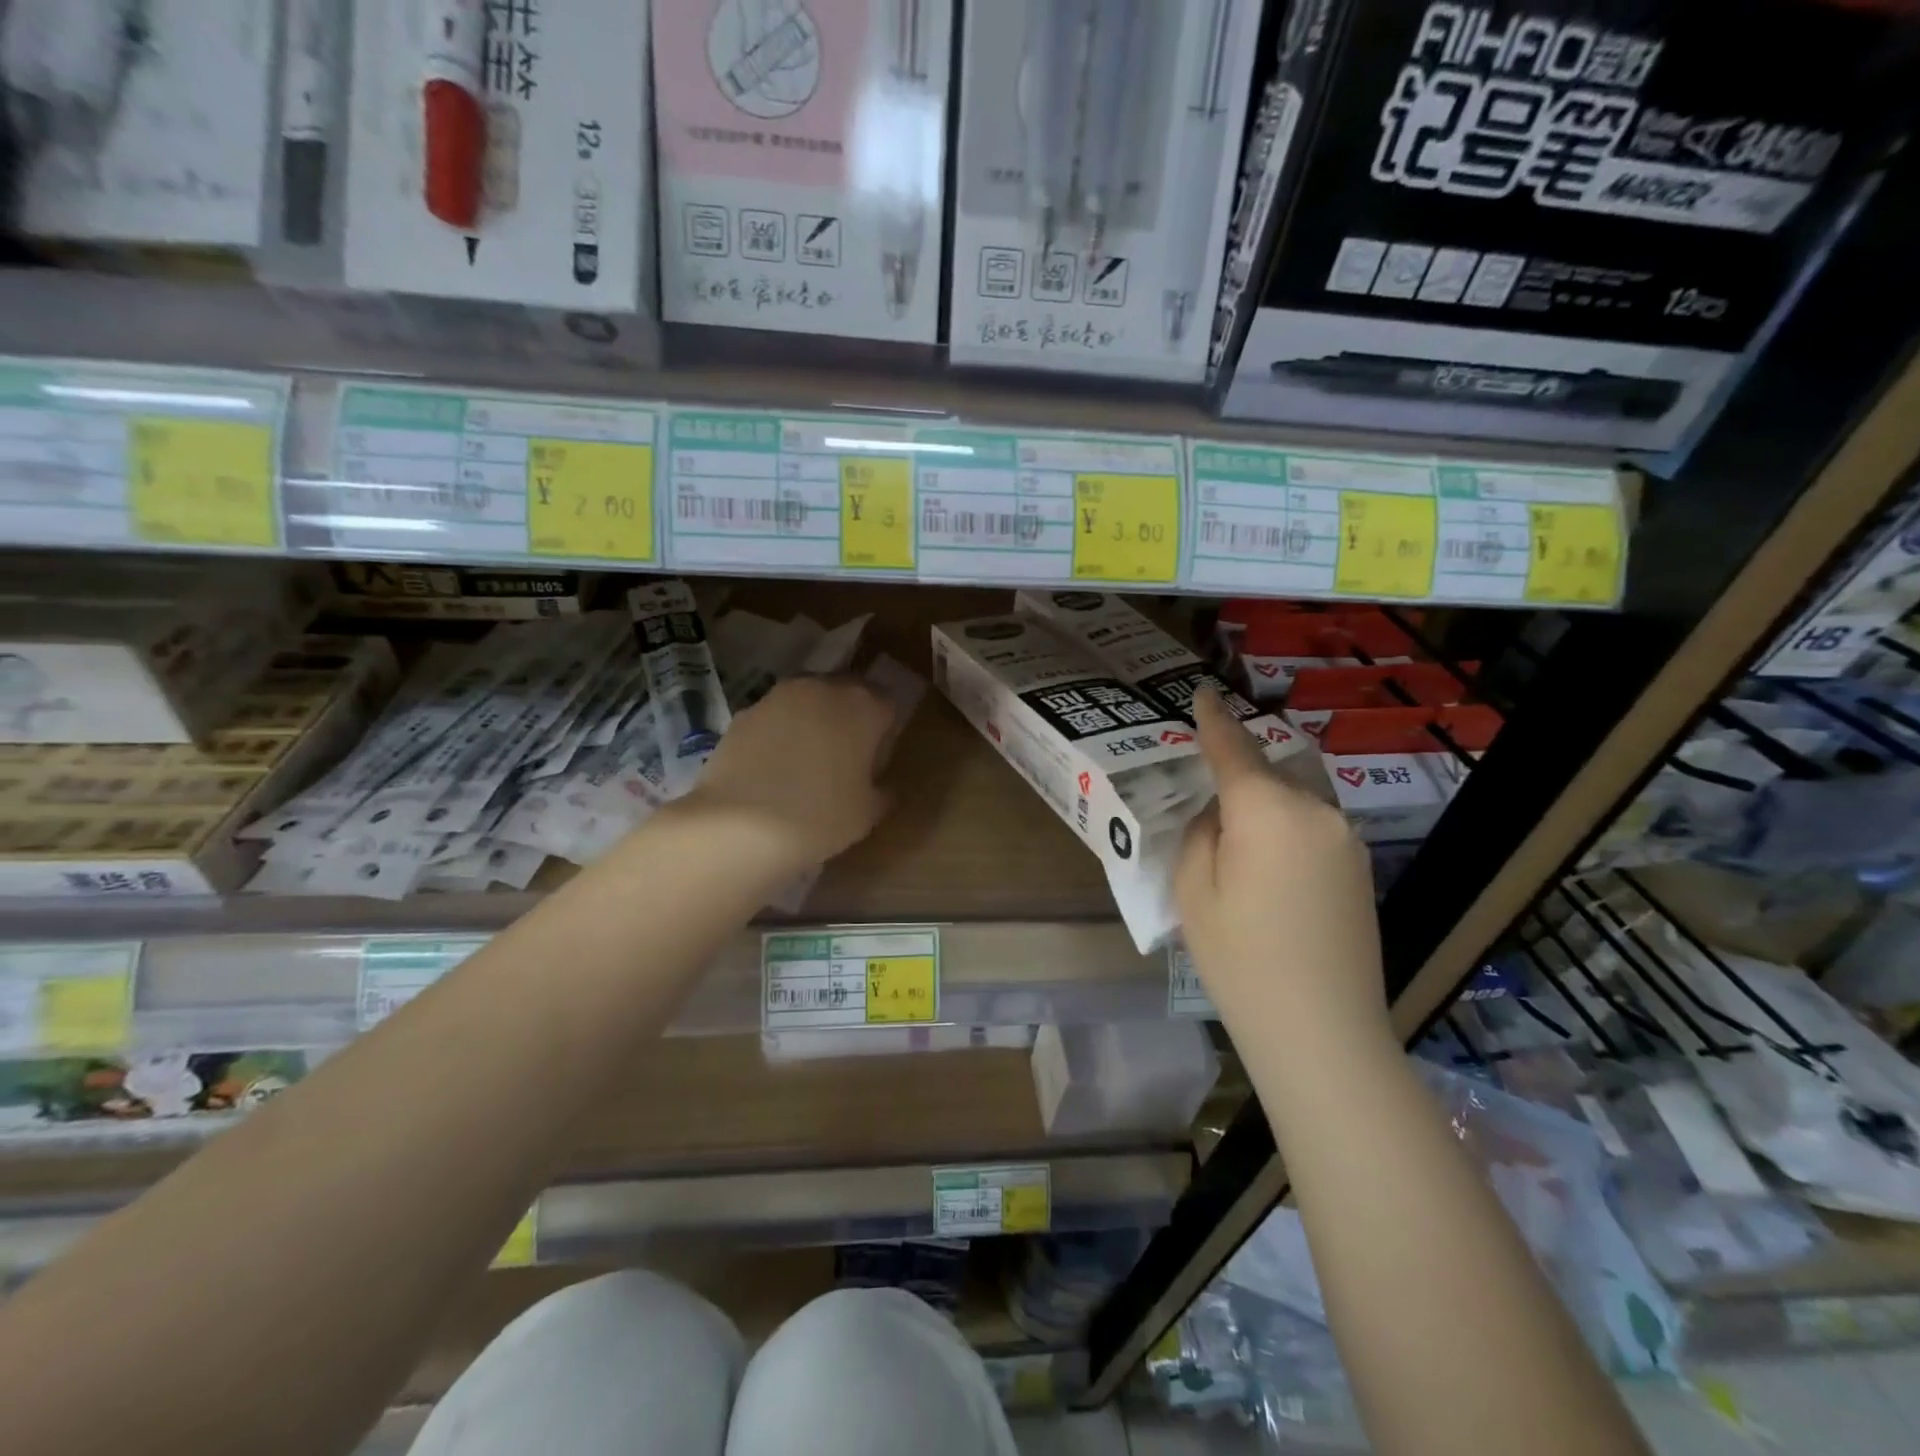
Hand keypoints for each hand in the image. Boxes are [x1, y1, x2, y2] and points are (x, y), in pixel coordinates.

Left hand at [685, 675, 897, 871]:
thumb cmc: (821, 817)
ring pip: (808, 701)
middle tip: (842, 760)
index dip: (883, 733)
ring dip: (812, 722)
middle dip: (848, 719)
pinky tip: (771, 769)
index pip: (887, 704)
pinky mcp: (744, 712)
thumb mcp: (868, 814)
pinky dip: (778, 734)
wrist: (739, 826)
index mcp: (864, 706)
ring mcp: (779, 695)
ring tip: (804, 763)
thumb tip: (883, 788)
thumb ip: (883, 792)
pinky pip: (774, 717)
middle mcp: (824, 688)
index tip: (873, 763)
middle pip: (846, 694)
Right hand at [1175, 690, 1388, 1048]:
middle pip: (1266, 774)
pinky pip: (1310, 827)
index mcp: (1268, 810)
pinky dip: (1283, 830)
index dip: (1214, 720)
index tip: (1202, 692)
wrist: (1323, 1032)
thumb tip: (1221, 813)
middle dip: (1234, 774)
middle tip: (1201, 795)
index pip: (1234, 748)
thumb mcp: (1194, 891)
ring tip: (1231, 841)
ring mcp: (1344, 838)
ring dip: (1261, 806)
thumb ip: (1201, 833)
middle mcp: (1315, 811)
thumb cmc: (1240, 960)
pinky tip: (1265, 868)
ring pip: (1290, 800)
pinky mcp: (1359, 866)